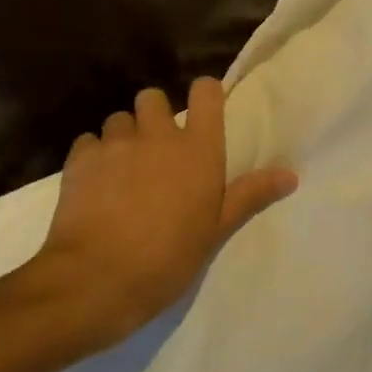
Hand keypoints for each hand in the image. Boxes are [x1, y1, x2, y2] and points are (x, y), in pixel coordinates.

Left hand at [15, 77, 296, 353]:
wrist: (98, 278)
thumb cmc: (169, 257)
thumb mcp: (216, 229)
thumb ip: (250, 195)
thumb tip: (291, 175)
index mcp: (199, 148)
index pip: (205, 93)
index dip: (205, 95)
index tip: (204, 112)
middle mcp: (157, 135)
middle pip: (153, 98)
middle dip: (154, 115)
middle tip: (157, 149)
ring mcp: (116, 144)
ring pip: (119, 119)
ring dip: (124, 136)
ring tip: (123, 169)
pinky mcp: (80, 159)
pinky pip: (88, 142)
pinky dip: (93, 155)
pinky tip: (95, 183)